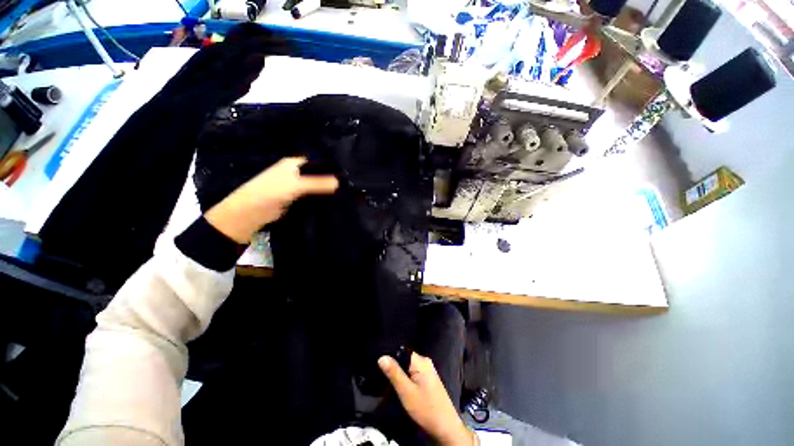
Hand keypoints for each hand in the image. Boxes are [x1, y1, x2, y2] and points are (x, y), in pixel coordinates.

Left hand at [205, 157, 337, 242]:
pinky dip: (321, 199)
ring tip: (346, 193)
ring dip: (327, 190)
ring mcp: (296, 187)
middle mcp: (296, 173)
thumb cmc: (270, 192)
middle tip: (350, 184)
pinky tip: (334, 202)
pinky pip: (312, 197)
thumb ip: (318, 183)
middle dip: (331, 179)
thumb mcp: (296, 185)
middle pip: (317, 174)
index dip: (331, 165)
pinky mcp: (297, 199)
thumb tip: (340, 182)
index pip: (317, 161)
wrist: (250, 213)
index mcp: (294, 164)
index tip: (348, 172)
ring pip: (316, 187)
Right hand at [379, 353, 472, 445]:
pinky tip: (400, 387)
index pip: (401, 351)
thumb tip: (381, 357)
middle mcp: (425, 362)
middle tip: (382, 377)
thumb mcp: (406, 392)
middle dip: (394, 368)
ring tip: (388, 383)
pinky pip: (413, 374)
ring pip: (408, 367)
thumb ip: (394, 373)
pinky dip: (405, 379)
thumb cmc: (425, 409)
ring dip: (399, 374)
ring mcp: (428, 371)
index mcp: (421, 361)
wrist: (446, 428)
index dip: (390, 357)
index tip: (379, 366)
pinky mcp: (428, 380)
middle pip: (404, 359)